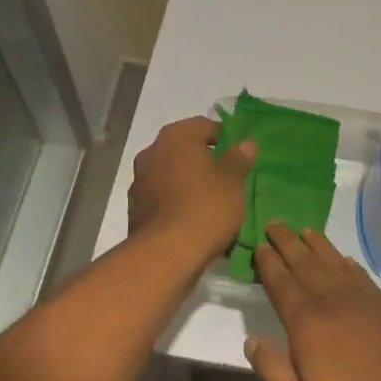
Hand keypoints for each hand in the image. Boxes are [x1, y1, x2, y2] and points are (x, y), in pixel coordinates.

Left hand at [127, 116, 256, 262]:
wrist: (166, 254)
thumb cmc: (205, 207)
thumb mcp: (233, 181)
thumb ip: (238, 158)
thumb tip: (245, 143)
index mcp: (176, 137)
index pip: (204, 126)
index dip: (224, 137)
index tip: (239, 154)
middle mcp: (152, 152)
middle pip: (184, 150)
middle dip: (204, 161)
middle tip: (227, 178)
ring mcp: (139, 181)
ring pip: (172, 175)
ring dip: (189, 183)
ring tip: (212, 202)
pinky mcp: (135, 209)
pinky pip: (163, 198)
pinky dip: (176, 203)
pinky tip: (193, 220)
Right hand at [246, 223, 380, 380]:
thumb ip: (276, 374)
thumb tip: (252, 339)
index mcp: (310, 325)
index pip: (282, 284)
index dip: (268, 264)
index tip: (258, 245)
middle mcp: (336, 303)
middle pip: (306, 264)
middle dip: (288, 243)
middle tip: (274, 222)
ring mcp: (367, 302)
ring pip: (335, 263)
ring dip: (317, 245)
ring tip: (304, 231)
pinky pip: (360, 274)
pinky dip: (346, 262)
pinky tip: (343, 260)